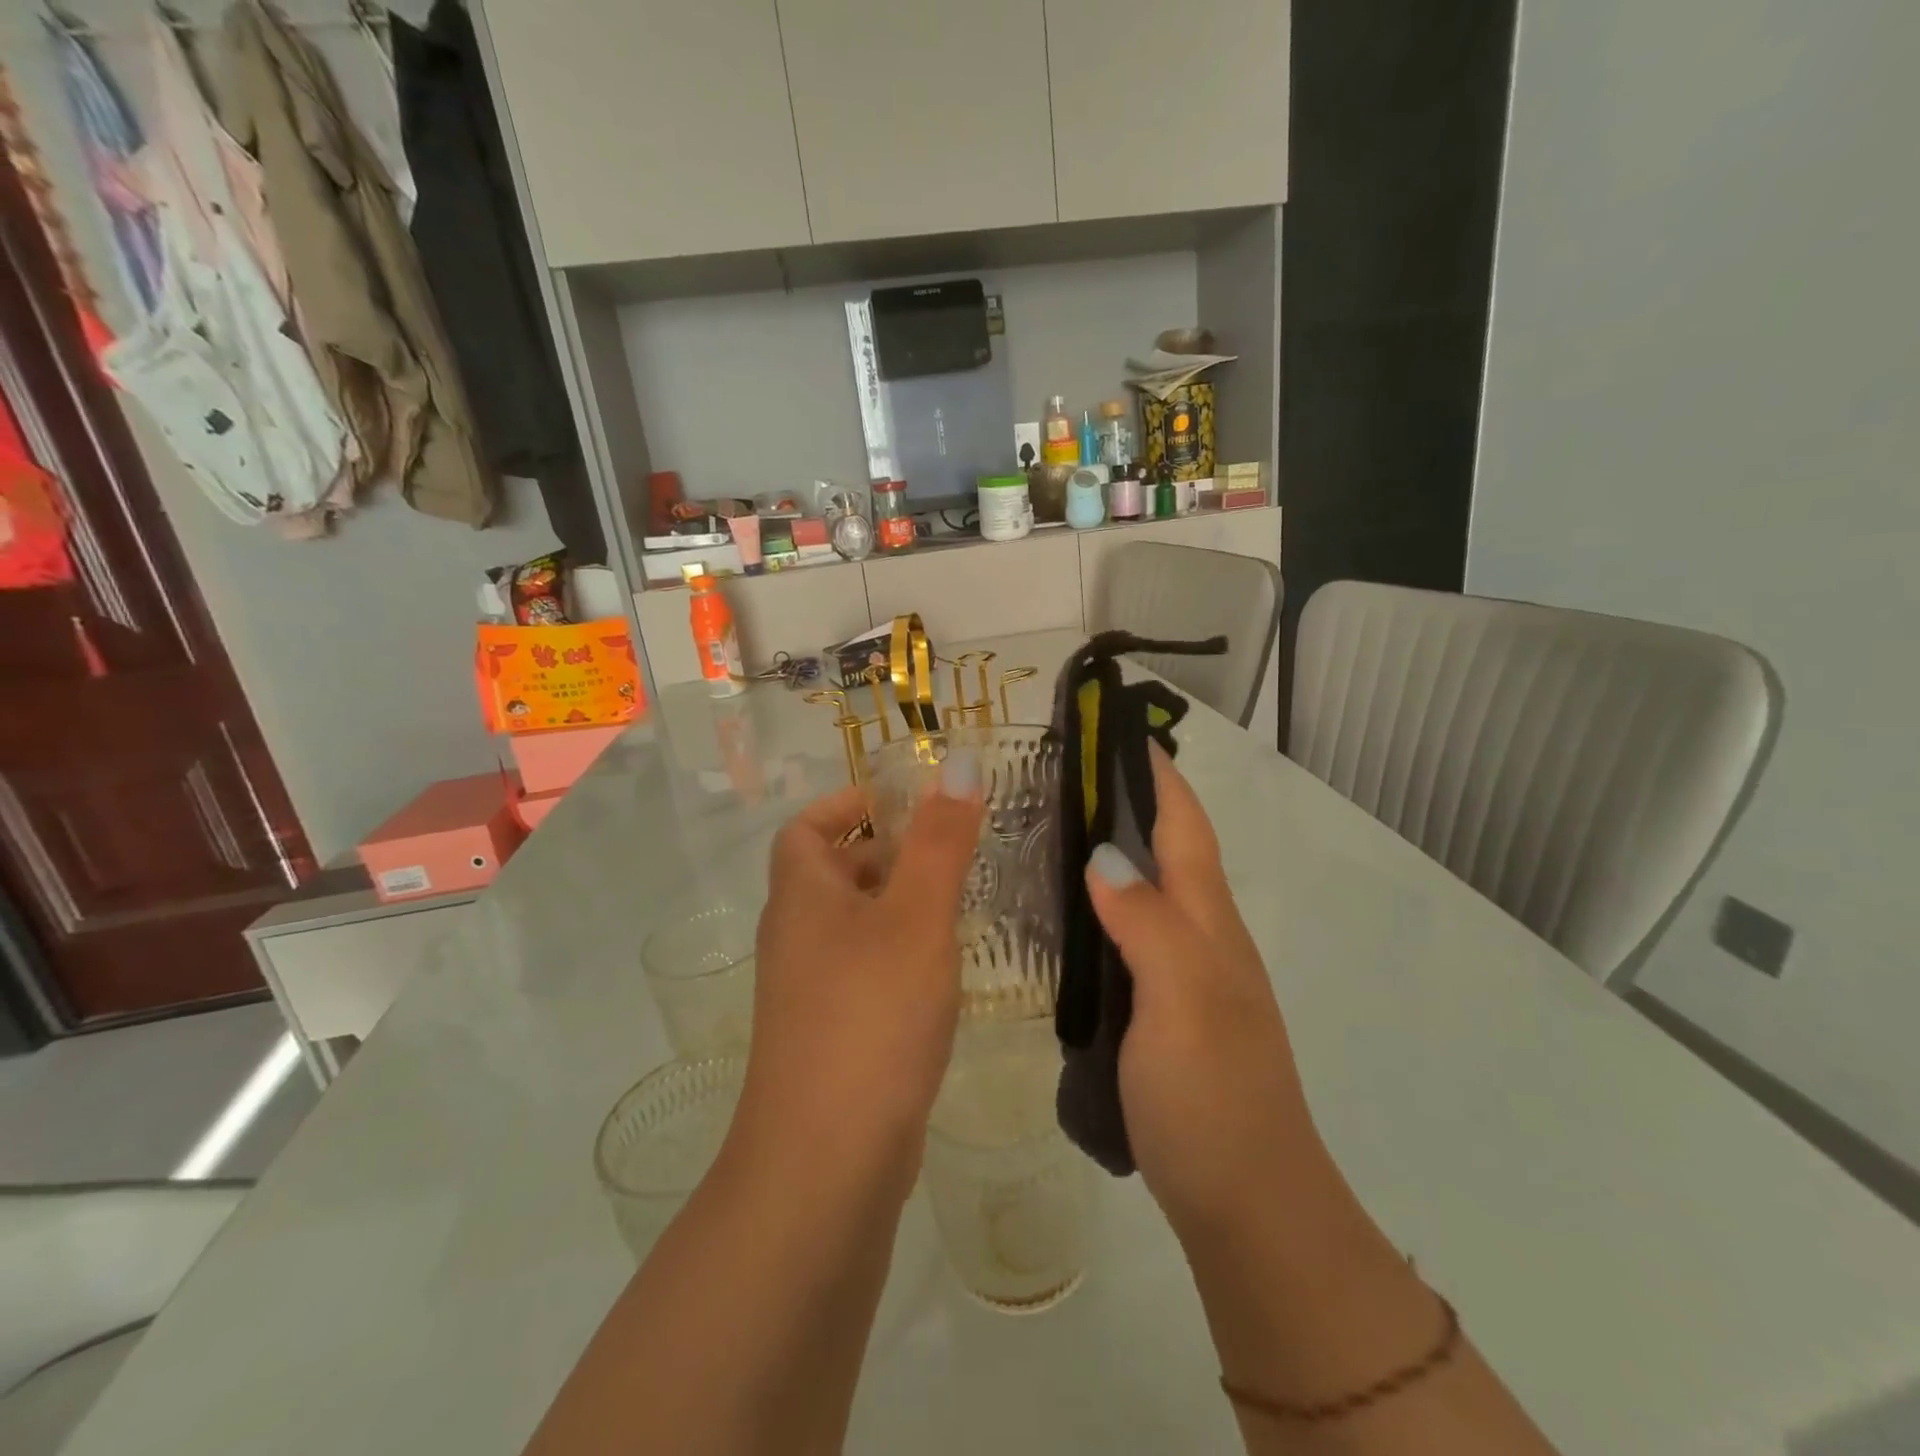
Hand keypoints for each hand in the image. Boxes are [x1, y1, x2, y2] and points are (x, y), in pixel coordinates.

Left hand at [730, 760, 984, 1191]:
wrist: (826, 1161)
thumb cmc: (871, 1014)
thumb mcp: (916, 916)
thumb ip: (941, 840)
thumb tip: (958, 763)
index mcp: (801, 896)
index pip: (806, 828)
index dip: (847, 805)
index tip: (905, 804)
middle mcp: (795, 937)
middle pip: (833, 872)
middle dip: (887, 853)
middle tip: (950, 851)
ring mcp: (809, 991)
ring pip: (855, 924)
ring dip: (898, 906)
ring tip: (959, 905)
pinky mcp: (831, 1035)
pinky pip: (864, 970)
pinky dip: (898, 955)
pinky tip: (942, 973)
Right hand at [1083, 744, 1326, 1244]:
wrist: (1249, 1204)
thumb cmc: (1213, 1097)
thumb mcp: (1181, 1001)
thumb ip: (1146, 924)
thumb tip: (1103, 856)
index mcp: (1208, 924)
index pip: (1185, 828)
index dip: (1158, 776)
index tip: (1119, 731)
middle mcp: (1202, 938)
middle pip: (1168, 851)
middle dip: (1128, 801)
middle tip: (1064, 774)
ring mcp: (1185, 976)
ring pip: (1149, 891)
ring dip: (1114, 850)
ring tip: (1053, 829)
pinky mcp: (1165, 1010)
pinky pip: (1132, 936)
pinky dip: (1103, 906)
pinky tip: (1067, 915)